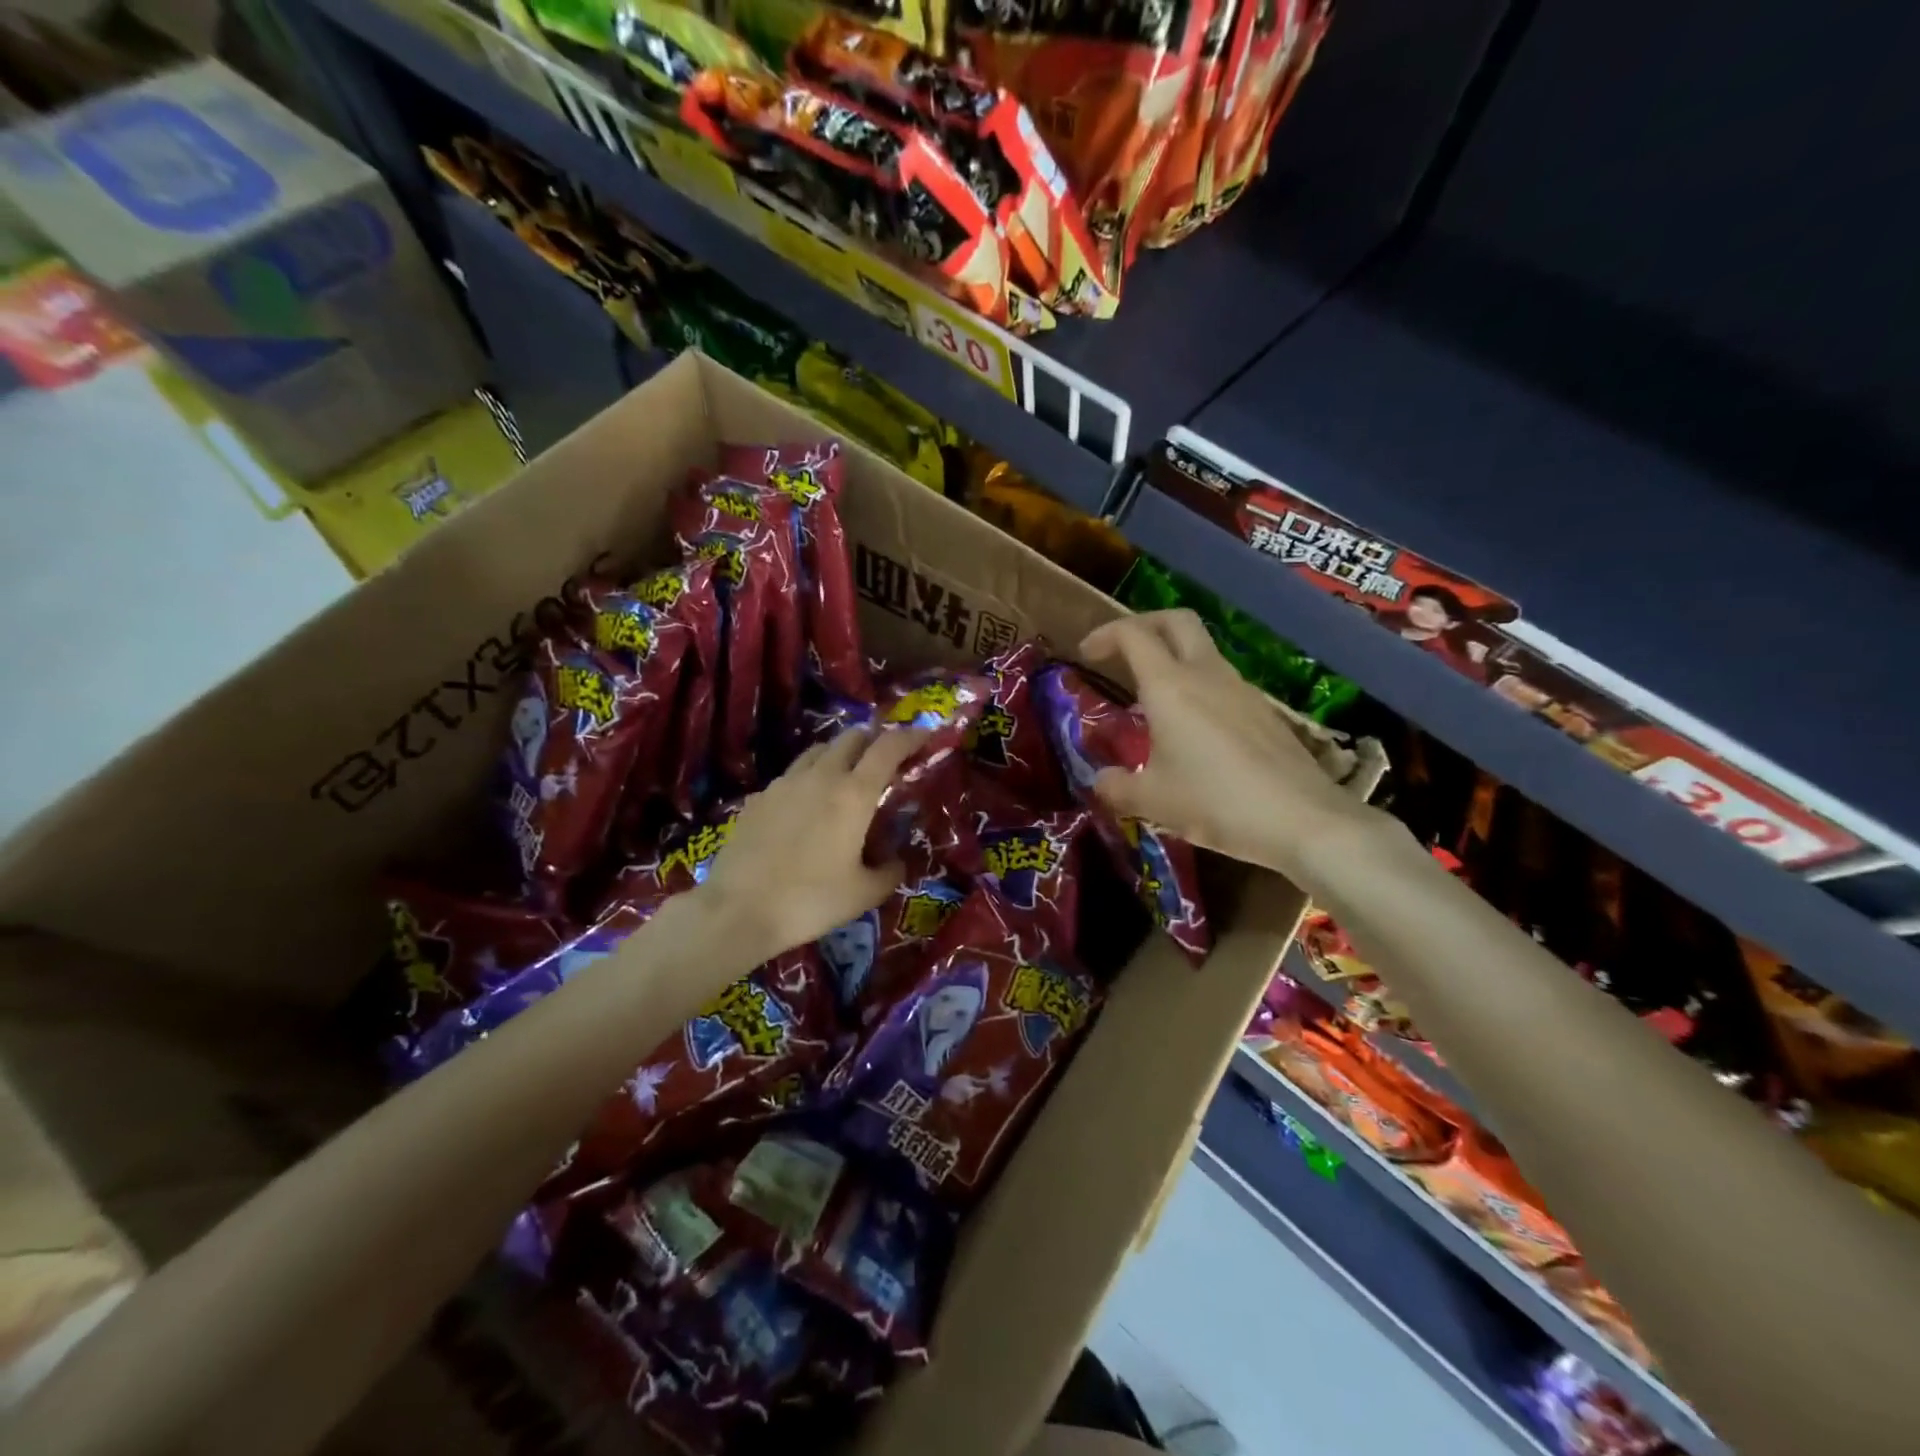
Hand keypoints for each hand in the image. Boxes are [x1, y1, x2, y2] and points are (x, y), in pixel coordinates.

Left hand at [699, 727, 927, 959]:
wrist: (738, 910)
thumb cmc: (810, 901)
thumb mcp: (864, 894)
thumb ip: (889, 872)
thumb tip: (896, 862)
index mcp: (854, 794)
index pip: (888, 747)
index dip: (910, 736)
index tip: (925, 736)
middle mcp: (821, 777)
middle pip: (851, 738)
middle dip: (873, 741)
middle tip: (885, 760)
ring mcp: (784, 784)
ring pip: (818, 751)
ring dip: (839, 755)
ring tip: (846, 777)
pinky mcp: (758, 798)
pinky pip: (791, 776)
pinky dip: (808, 779)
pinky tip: (806, 806)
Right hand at [1078, 610, 1363, 877]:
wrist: (1303, 820)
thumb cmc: (1217, 803)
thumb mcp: (1153, 801)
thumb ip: (1117, 787)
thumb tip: (1102, 780)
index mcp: (1170, 686)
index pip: (1133, 634)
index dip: (1105, 635)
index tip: (1086, 655)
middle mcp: (1206, 675)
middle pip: (1176, 621)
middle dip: (1144, 624)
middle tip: (1121, 651)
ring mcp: (1241, 689)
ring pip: (1202, 650)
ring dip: (1172, 657)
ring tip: (1151, 697)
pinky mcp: (1263, 711)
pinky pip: (1221, 680)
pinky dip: (1196, 684)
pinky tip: (1191, 728)